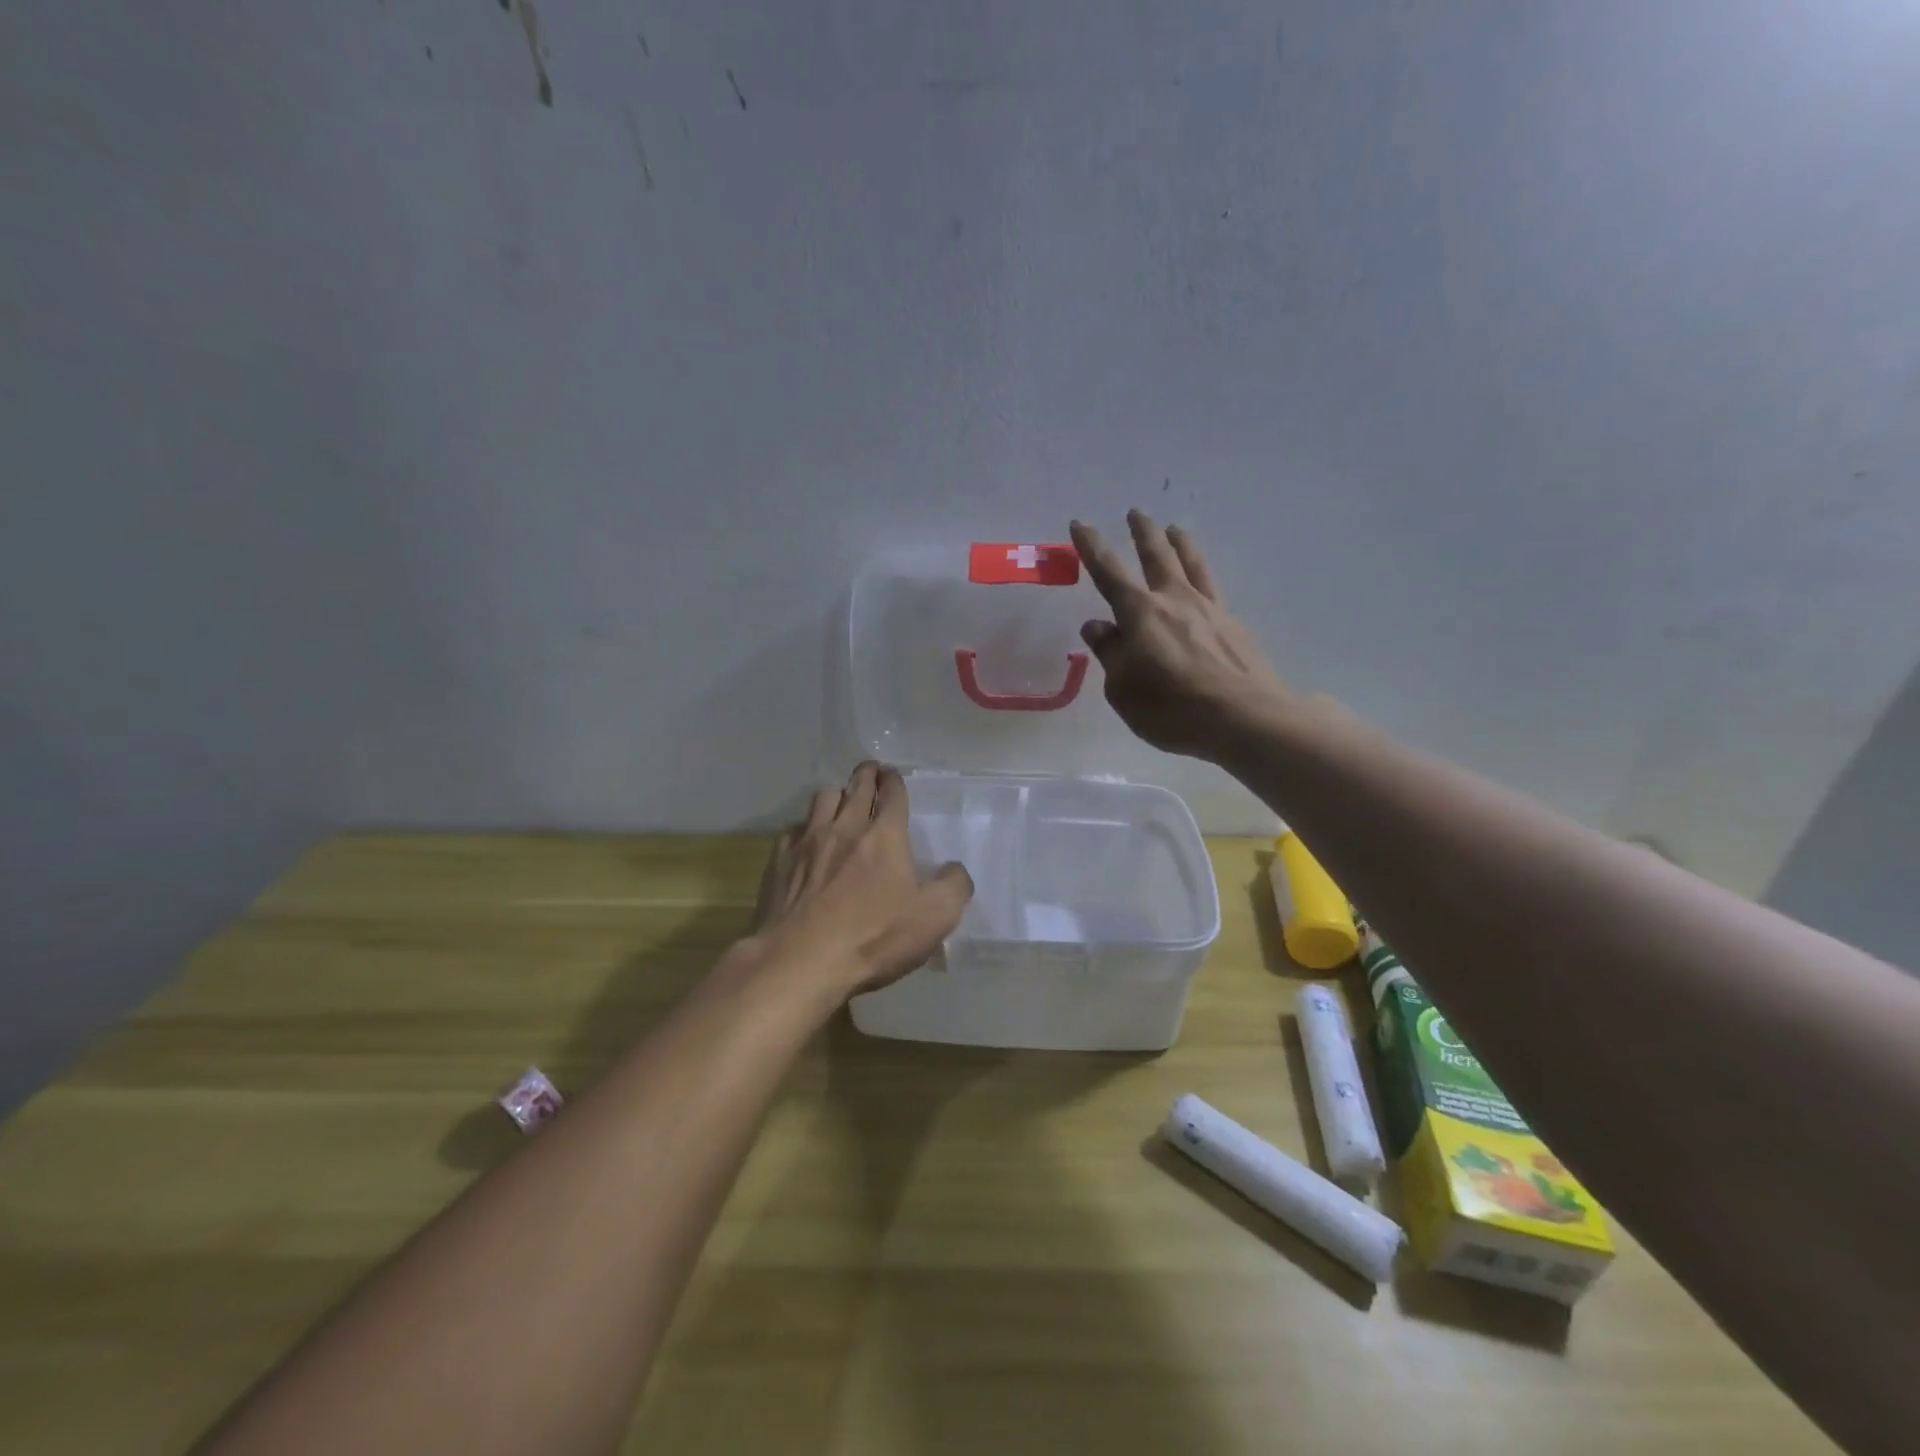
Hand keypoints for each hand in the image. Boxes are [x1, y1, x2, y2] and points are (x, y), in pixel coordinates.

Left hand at [746, 762, 973, 997]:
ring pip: (822, 799)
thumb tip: (955, 869)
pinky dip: (805, 828)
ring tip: (840, 802)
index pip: (892, 794)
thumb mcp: (934, 917)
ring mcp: (808, 841)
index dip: (895, 781)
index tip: (893, 774)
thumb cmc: (873, 936)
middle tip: (871, 771)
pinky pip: (794, 830)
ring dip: (836, 796)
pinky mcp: (779, 861)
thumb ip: (954, 886)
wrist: (801, 960)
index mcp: (884, 835)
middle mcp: (845, 827)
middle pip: (856, 786)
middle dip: (867, 774)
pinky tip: (807, 841)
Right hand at [1070, 511, 1291, 761]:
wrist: (1244, 718)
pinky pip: (1213, 590)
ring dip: (1180, 544)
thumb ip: (1110, 653)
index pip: (1108, 572)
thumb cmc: (1171, 708)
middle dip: (1143, 532)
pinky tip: (1202, 584)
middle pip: (1157, 555)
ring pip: (1192, 564)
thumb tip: (1097, 626)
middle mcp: (1174, 600)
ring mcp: (1210, 610)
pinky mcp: (1234, 626)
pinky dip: (1202, 577)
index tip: (1080, 524)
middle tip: (1135, 513)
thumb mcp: (1122, 689)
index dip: (1091, 547)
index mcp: (1140, 613)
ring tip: (1175, 529)